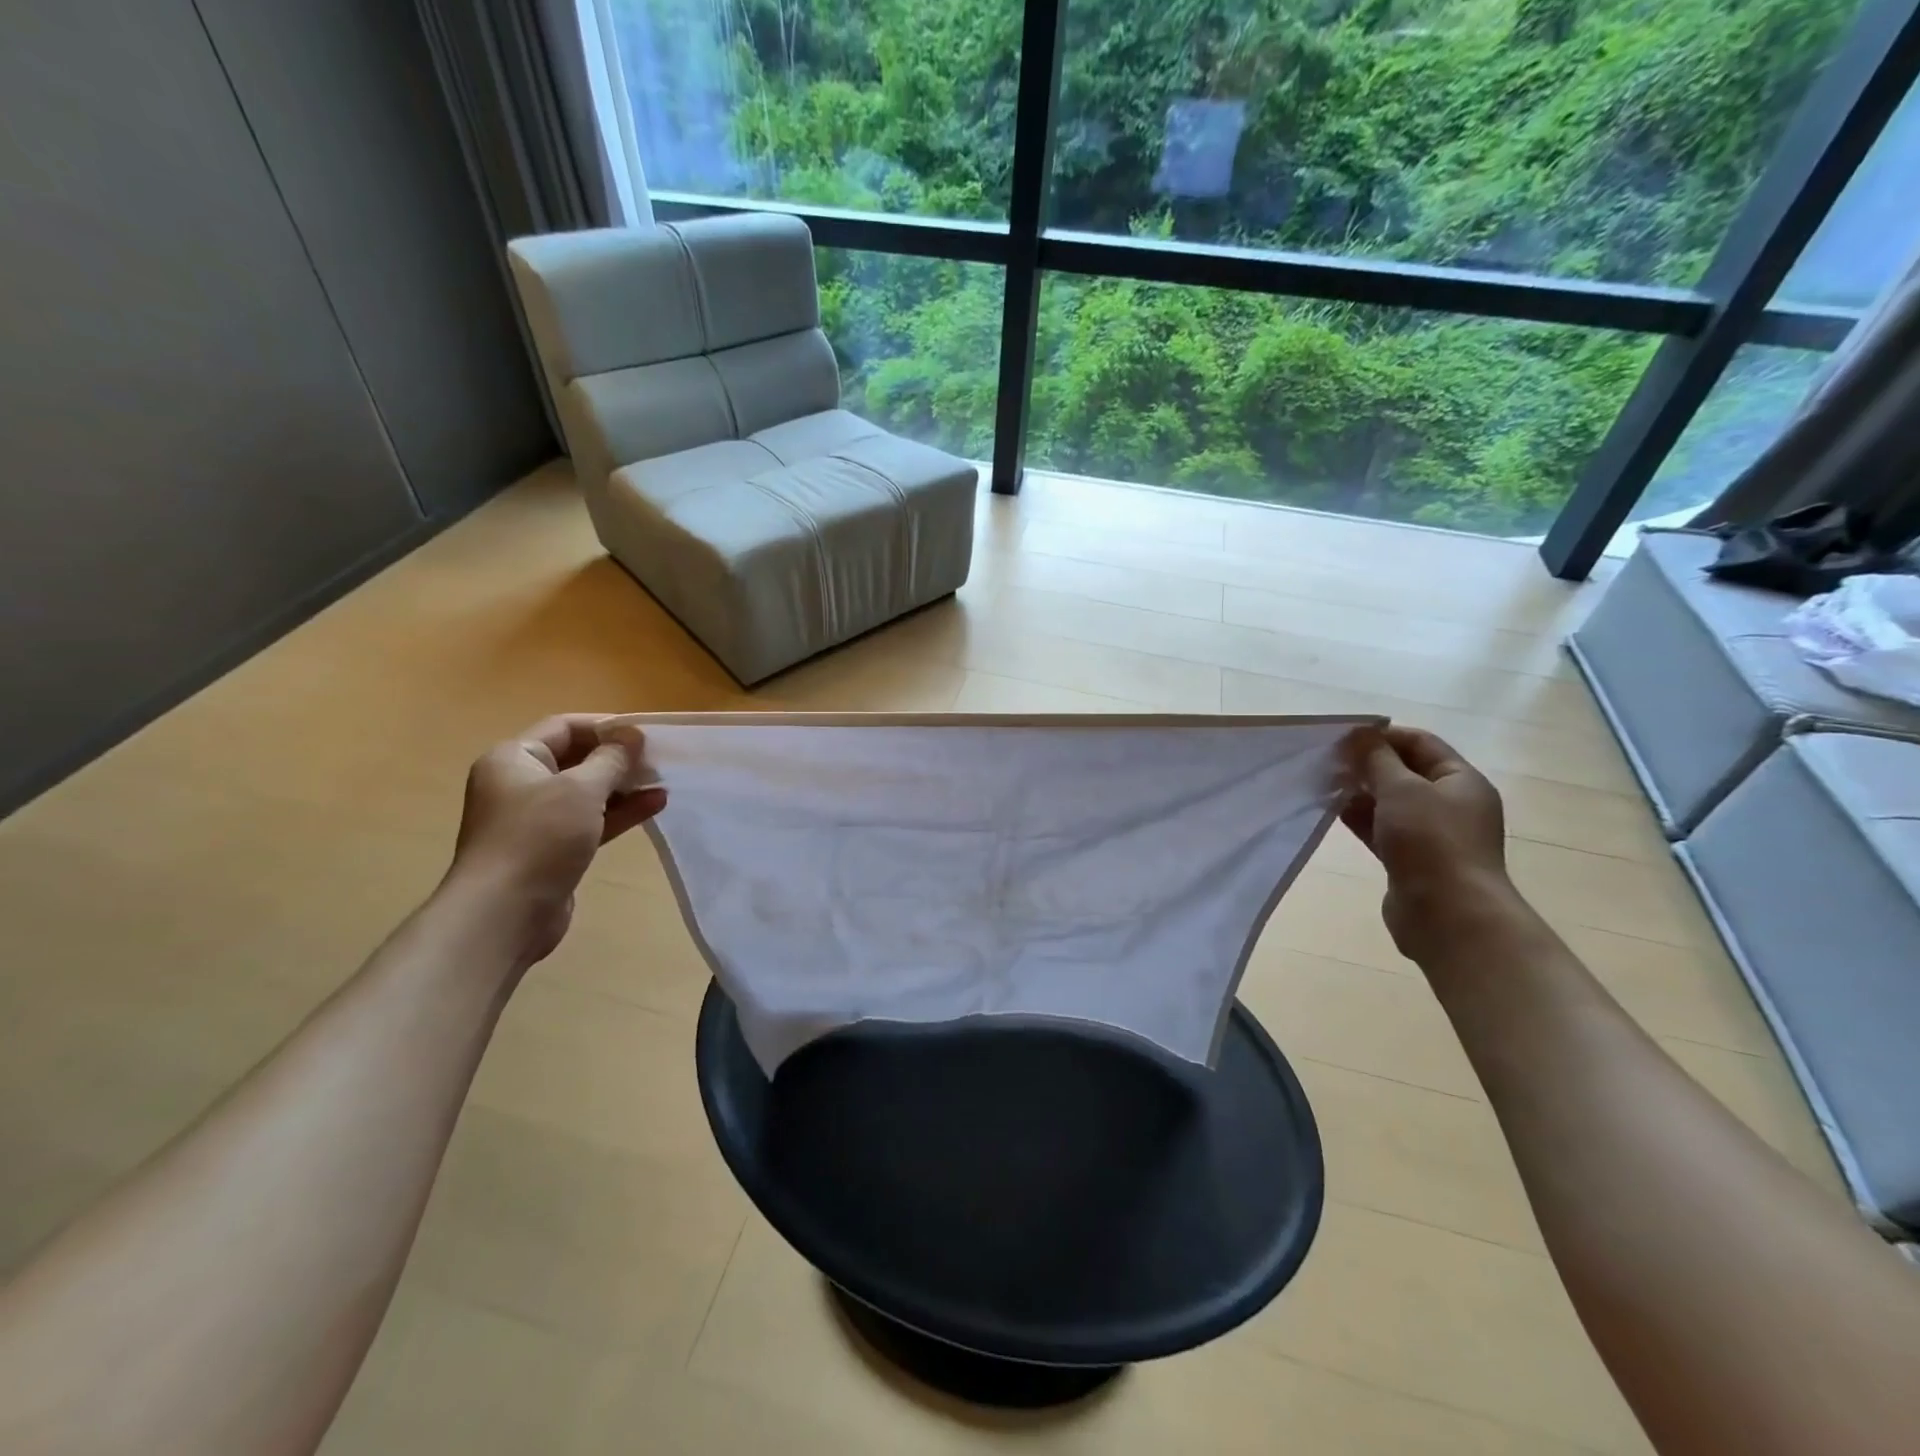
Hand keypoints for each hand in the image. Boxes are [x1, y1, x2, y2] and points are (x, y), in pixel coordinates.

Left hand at [443, 715, 666, 968]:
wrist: (504, 913)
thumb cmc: (538, 838)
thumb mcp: (581, 789)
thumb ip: (611, 759)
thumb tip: (632, 735)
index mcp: (513, 759)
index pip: (564, 727)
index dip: (605, 726)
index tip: (645, 733)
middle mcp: (520, 784)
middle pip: (576, 758)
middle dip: (618, 758)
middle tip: (659, 759)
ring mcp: (535, 819)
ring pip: (587, 792)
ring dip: (624, 786)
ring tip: (664, 782)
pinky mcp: (552, 849)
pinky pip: (591, 820)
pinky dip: (619, 812)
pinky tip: (654, 805)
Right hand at [1342, 726, 1515, 963]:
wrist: (1447, 914)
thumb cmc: (1431, 842)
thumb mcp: (1402, 790)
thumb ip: (1377, 759)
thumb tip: (1360, 734)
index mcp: (1461, 781)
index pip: (1421, 743)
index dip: (1384, 736)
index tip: (1344, 737)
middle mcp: (1450, 804)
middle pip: (1405, 772)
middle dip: (1368, 764)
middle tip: (1329, 760)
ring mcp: (1431, 834)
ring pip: (1390, 802)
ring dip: (1360, 792)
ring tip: (1325, 784)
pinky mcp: (1410, 860)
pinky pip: (1382, 829)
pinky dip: (1360, 818)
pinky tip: (1333, 811)